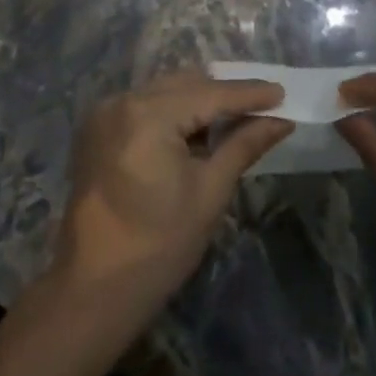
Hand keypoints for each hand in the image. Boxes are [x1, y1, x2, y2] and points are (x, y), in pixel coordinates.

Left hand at [51, 72, 290, 323]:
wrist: (93, 292)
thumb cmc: (159, 246)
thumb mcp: (210, 192)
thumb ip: (244, 144)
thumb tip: (282, 120)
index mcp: (148, 115)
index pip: (210, 94)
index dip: (249, 94)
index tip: (283, 92)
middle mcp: (123, 101)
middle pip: (187, 84)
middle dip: (225, 93)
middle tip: (263, 105)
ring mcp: (105, 113)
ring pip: (166, 90)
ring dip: (200, 100)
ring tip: (235, 118)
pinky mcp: (98, 129)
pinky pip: (146, 105)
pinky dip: (174, 111)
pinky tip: (197, 131)